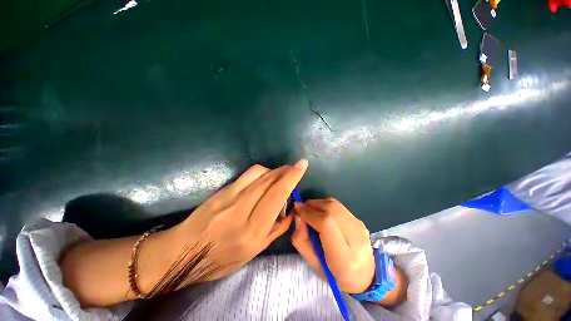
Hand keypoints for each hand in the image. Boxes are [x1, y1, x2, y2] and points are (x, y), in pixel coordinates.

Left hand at [157, 160, 307, 291]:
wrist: (183, 252)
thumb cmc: (220, 259)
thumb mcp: (253, 252)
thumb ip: (276, 230)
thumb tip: (290, 212)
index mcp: (252, 229)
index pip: (277, 194)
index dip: (292, 177)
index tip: (302, 165)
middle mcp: (241, 209)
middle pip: (269, 180)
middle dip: (286, 170)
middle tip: (295, 168)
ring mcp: (229, 196)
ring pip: (258, 172)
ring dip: (274, 171)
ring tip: (279, 176)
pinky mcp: (222, 190)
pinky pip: (247, 175)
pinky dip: (261, 173)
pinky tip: (263, 180)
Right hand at [291, 198, 374, 293]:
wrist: (363, 277)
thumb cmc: (334, 275)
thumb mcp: (312, 263)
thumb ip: (301, 239)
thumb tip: (299, 215)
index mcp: (344, 258)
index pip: (326, 224)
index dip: (310, 213)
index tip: (297, 209)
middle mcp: (357, 239)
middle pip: (332, 209)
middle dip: (313, 204)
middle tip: (302, 208)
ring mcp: (361, 228)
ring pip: (335, 204)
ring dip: (319, 203)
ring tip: (310, 210)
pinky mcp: (361, 222)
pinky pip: (339, 207)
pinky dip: (326, 206)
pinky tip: (321, 214)